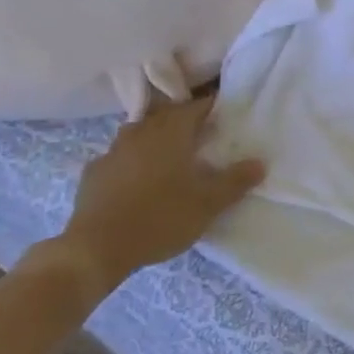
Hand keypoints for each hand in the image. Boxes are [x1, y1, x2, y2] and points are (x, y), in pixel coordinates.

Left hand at [50, 97, 263, 298]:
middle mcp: (140, 133)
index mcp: (170, 133)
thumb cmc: (161, 218)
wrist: (98, 247)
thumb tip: (259, 162)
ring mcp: (112, 151)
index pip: (195, 107)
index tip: (224, 112)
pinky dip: (132, 160)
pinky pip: (119, 157)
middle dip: (183, 120)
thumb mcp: (208, 204)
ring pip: (139, 133)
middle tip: (202, 133)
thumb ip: (235, 181)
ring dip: (155, 137)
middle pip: (165, 116)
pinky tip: (137, 178)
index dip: (211, 107)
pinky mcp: (94, 173)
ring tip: (170, 153)